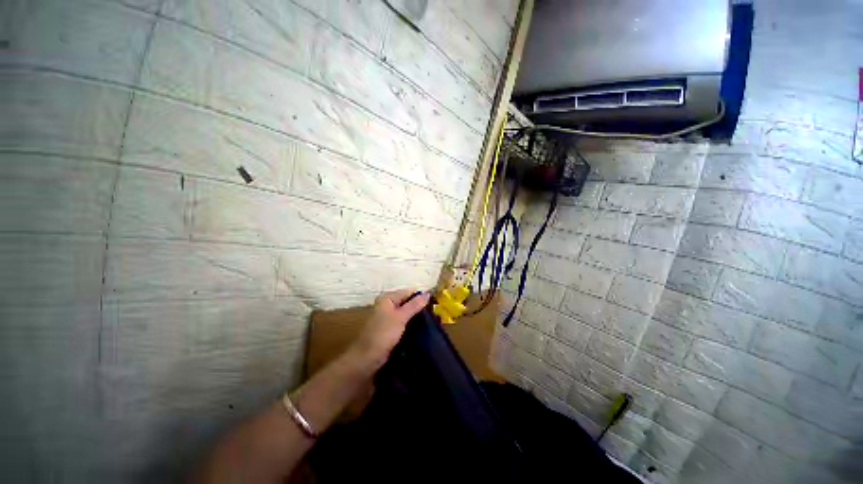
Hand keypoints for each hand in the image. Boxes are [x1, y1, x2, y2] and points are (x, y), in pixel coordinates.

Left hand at [349, 289, 429, 370]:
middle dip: (420, 307)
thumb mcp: (401, 317)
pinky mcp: (389, 329)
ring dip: (416, 316)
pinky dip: (411, 324)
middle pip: (407, 302)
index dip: (421, 297)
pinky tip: (421, 329)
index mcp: (387, 298)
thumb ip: (414, 305)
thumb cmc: (383, 334)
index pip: (408, 292)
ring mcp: (388, 317)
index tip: (435, 304)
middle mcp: (387, 305)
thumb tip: (427, 293)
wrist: (367, 359)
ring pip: (406, 313)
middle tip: (435, 314)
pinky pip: (404, 322)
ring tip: (432, 321)